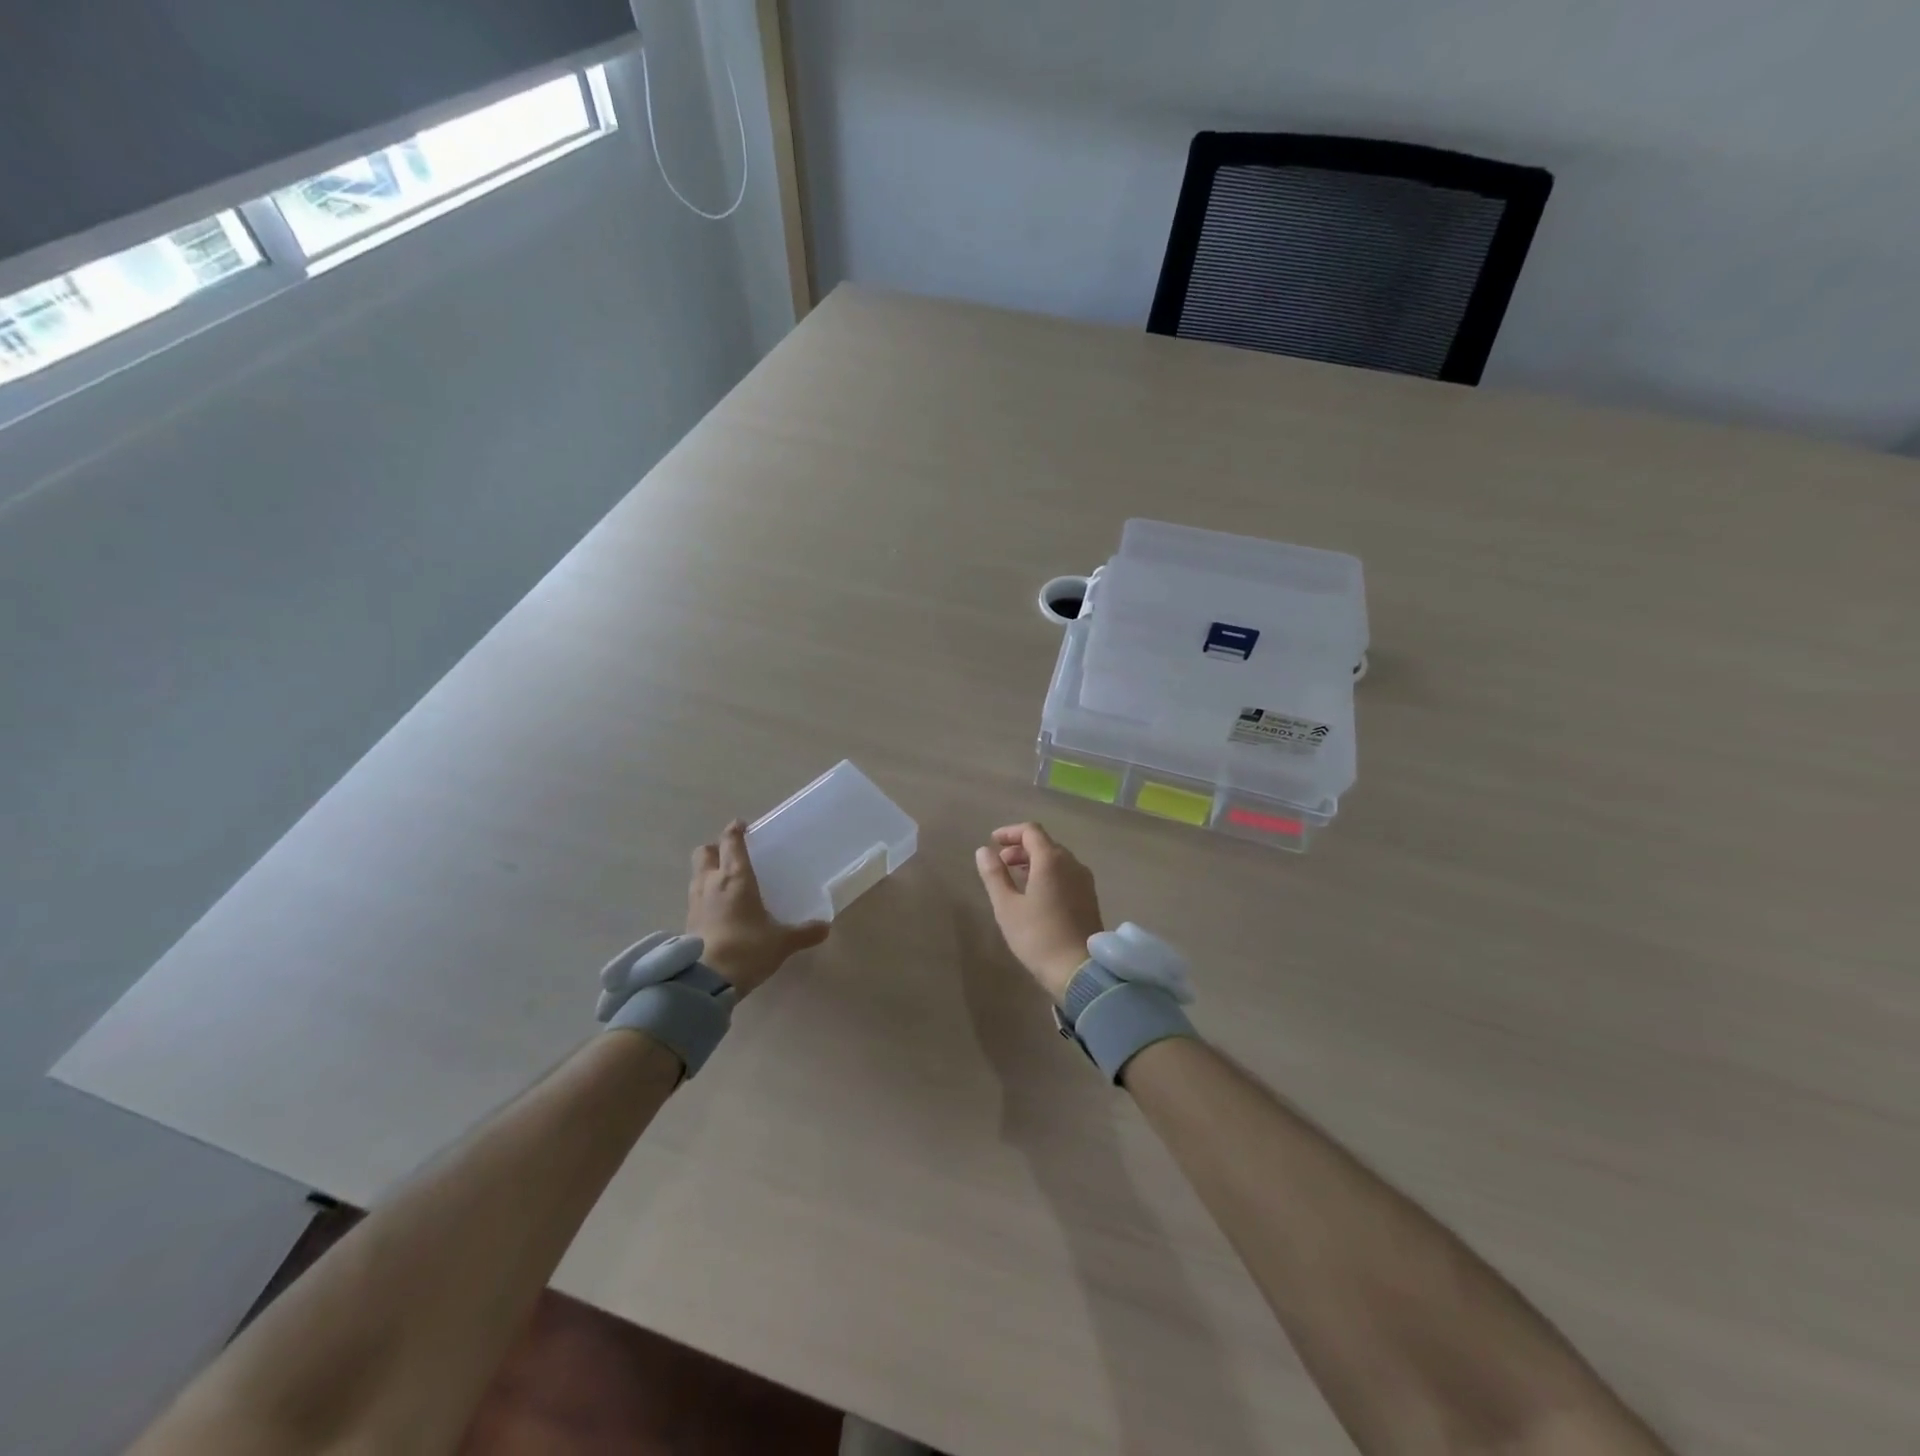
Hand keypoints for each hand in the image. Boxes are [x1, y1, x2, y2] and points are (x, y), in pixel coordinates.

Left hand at [687, 821, 829, 996]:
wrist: (705, 981)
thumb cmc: (747, 949)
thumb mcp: (782, 942)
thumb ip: (804, 933)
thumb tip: (826, 927)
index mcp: (736, 877)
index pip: (731, 842)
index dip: (735, 830)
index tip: (742, 826)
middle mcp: (711, 882)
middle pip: (704, 852)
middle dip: (715, 849)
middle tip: (731, 855)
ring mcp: (695, 901)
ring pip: (696, 874)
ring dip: (707, 871)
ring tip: (724, 882)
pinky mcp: (687, 922)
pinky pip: (694, 897)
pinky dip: (704, 896)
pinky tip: (717, 909)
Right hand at [974, 822, 1103, 1000]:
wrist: (1079, 970)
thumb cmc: (1038, 936)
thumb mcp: (1007, 906)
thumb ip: (994, 875)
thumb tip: (983, 851)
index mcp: (1052, 860)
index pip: (1031, 831)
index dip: (1010, 832)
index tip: (992, 842)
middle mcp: (1072, 863)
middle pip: (1045, 844)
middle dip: (1020, 848)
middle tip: (1000, 863)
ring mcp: (1084, 880)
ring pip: (1057, 859)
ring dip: (1034, 861)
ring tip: (1015, 878)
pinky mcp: (1089, 897)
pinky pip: (1066, 874)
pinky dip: (1048, 873)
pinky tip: (1036, 893)